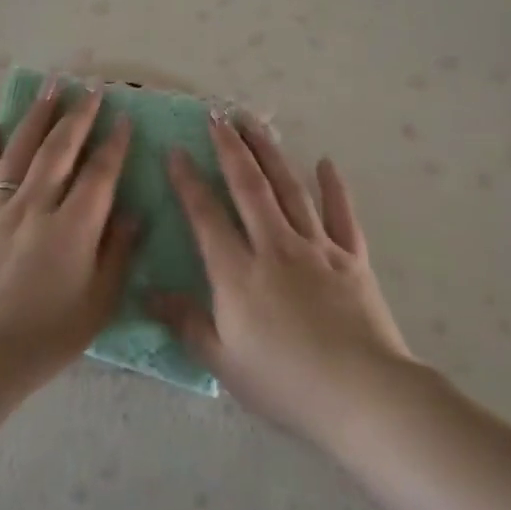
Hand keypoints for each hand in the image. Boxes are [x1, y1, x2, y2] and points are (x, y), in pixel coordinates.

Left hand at [0, 80, 139, 394]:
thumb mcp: (96, 306)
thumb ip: (117, 255)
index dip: (114, 145)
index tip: (124, 118)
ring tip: (51, 88)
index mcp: (72, 229)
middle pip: (59, 151)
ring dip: (38, 118)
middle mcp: (34, 208)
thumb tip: (133, 213)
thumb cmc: (41, 341)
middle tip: (90, 89)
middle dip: (78, 117)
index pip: (99, 175)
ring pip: (19, 152)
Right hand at [157, 115, 416, 440]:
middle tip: (217, 115)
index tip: (175, 150)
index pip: (206, 215)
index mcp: (238, 272)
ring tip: (255, 123)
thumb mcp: (223, 360)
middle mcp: (275, 247)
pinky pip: (341, 214)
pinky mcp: (352, 258)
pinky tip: (326, 162)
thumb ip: (185, 323)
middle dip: (231, 148)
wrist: (362, 394)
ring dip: (270, 153)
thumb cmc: (285, 382)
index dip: (188, 181)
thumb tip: (148, 294)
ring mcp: (317, 248)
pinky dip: (334, 187)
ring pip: (290, 189)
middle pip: (249, 186)